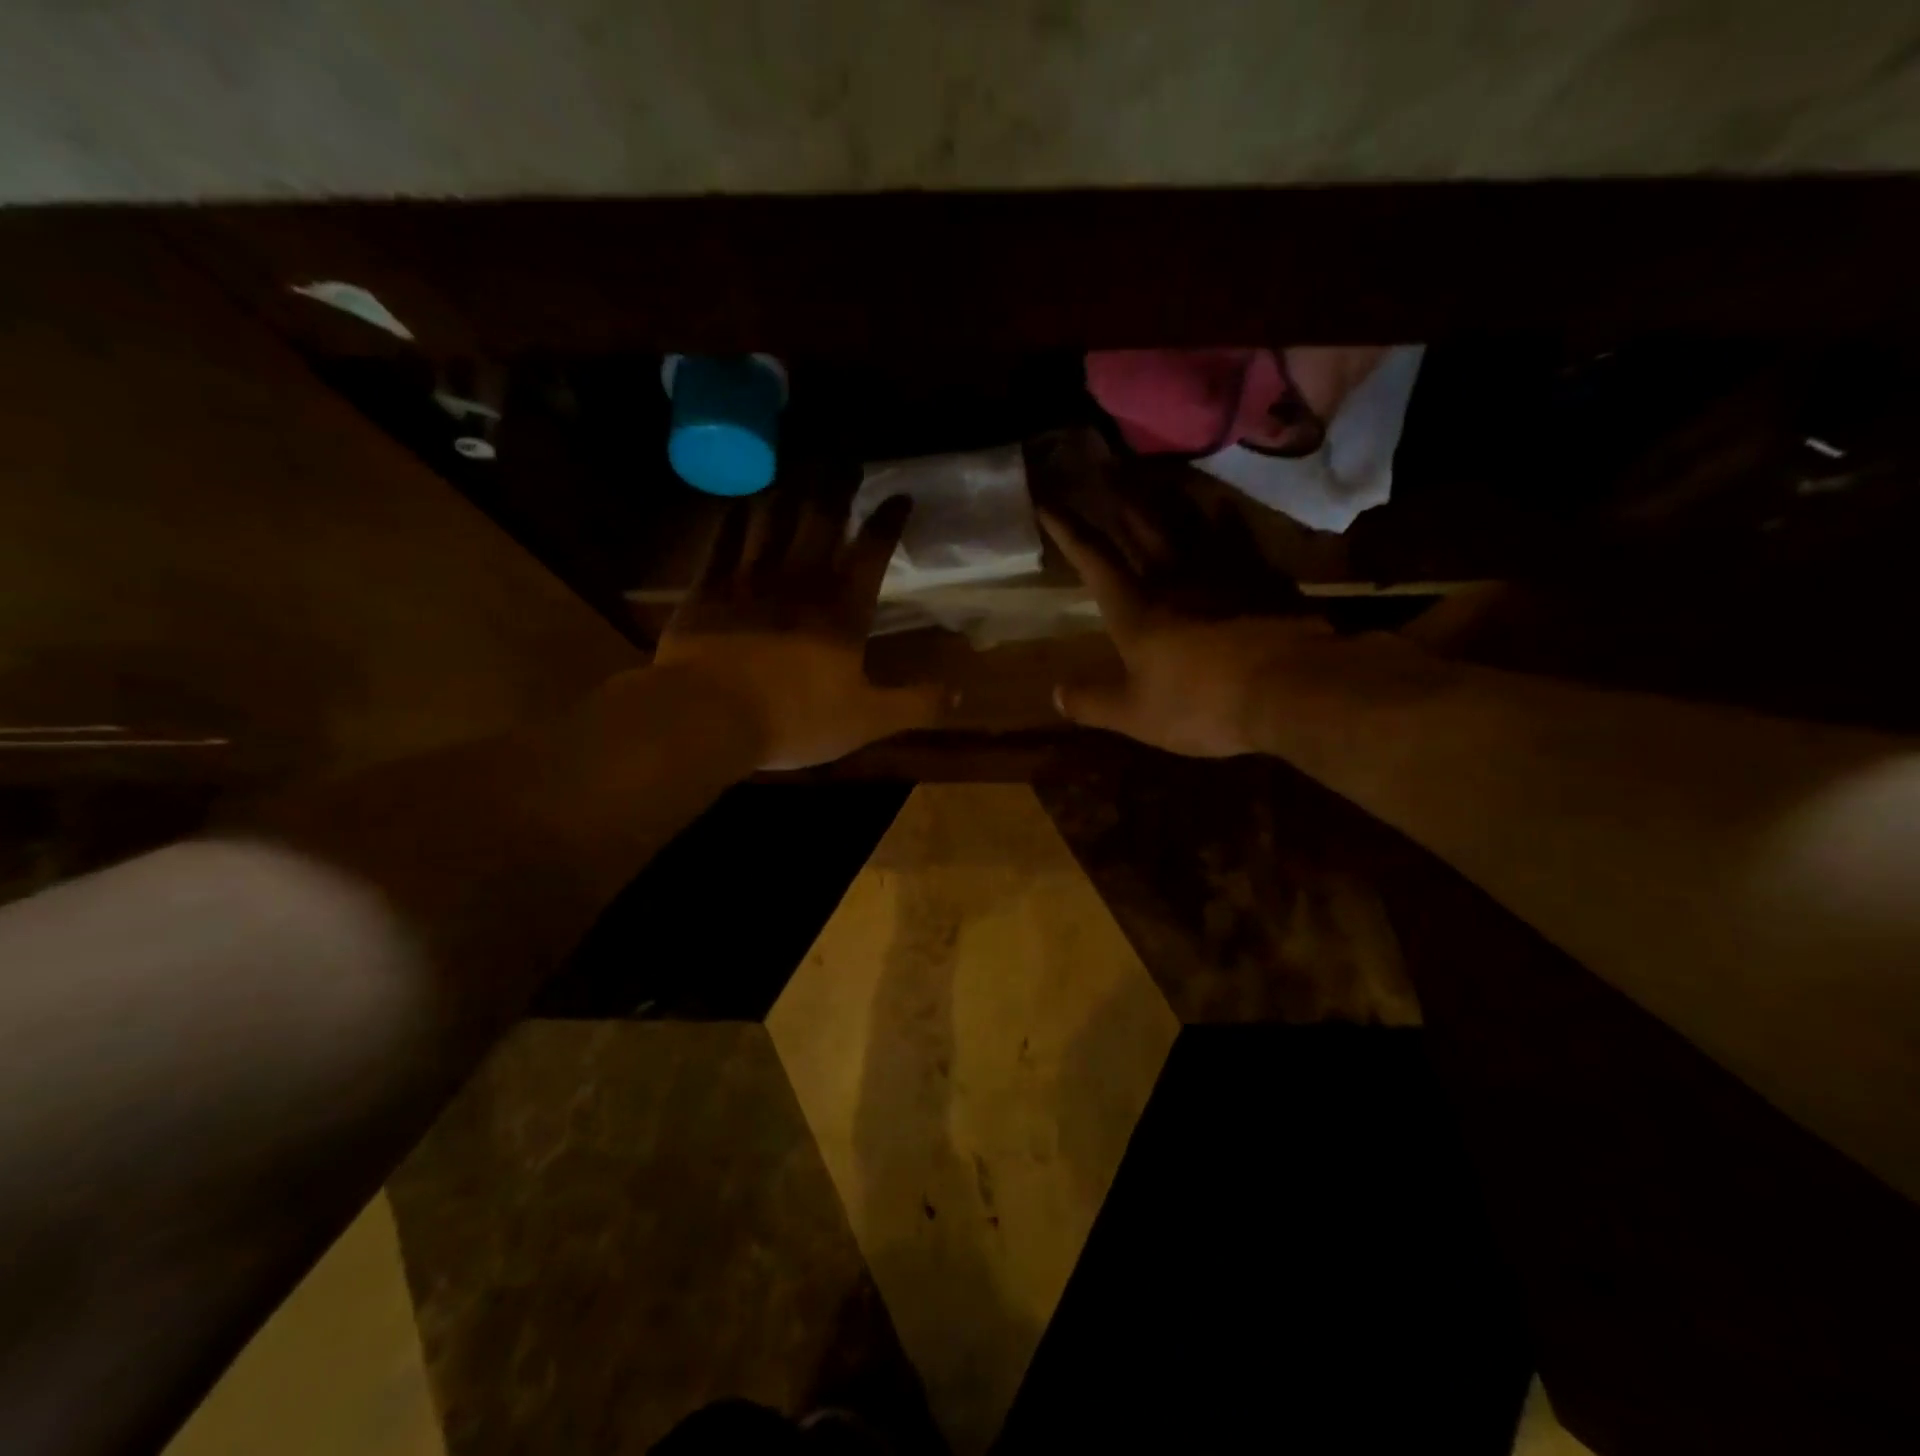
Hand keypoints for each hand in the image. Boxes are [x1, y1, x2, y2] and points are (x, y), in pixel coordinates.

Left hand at [655, 488, 947, 769]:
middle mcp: (800, 583)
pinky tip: (739, 499)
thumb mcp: (867, 720)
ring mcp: (750, 581)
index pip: (872, 554)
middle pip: (823, 522)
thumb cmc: (796, 719)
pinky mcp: (708, 589)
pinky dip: (733, 517)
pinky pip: (723, 542)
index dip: (888, 522)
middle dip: (838, 488)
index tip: (901, 494)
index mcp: (842, 612)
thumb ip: (915, 705)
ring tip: (797, 464)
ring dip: (788, 490)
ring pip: (773, 521)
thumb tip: (960, 696)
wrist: (710, 716)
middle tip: (847, 457)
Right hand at [1041, 493, 1442, 759]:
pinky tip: (1218, 504)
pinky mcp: (1260, 576)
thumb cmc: (1202, 704)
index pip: (1094, 560)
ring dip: (1163, 495)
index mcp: (1137, 609)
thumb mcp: (1135, 716)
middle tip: (1101, 465)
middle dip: (1116, 496)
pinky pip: (1236, 533)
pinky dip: (1222, 516)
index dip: (1069, 530)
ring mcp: (1221, 571)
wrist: (1290, 689)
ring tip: (1149, 471)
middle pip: (1141, 526)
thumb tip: (1054, 695)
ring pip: (1186, 520)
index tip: (1048, 500)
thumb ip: (1092, 702)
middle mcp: (1174, 577)